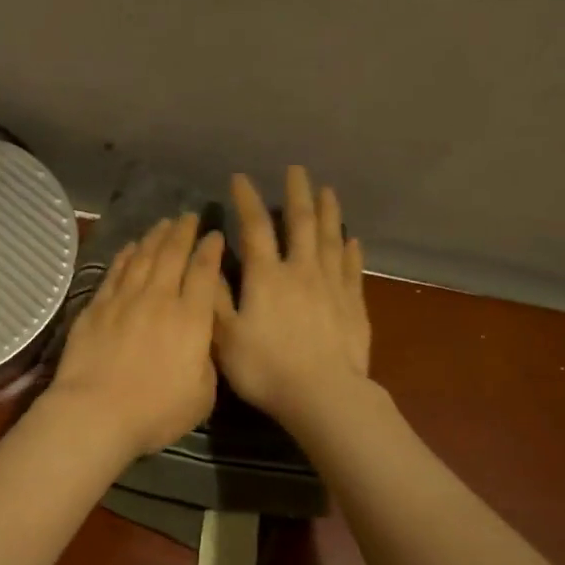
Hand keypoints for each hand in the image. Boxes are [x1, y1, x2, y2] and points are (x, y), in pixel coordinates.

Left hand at [45, 214, 226, 459]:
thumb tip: (205, 338)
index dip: (211, 250)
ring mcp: (124, 300)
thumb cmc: (156, 412)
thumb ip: (208, 360)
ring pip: (143, 257)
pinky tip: (130, 247)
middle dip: (183, 232)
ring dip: (155, 237)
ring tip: (163, 223)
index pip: (204, 272)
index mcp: (191, 319)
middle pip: (172, 255)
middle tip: (189, 216)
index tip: (215, 235)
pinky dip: (125, 256)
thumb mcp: (203, 394)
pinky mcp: (96, 308)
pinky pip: (115, 272)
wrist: (96, 413)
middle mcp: (159, 299)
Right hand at [214, 166, 371, 429]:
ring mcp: (331, 285)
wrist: (323, 395)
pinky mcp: (353, 304)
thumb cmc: (266, 368)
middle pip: (301, 223)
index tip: (241, 178)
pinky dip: (351, 250)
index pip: (255, 228)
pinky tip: (353, 240)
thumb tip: (211, 259)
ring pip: (331, 239)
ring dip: (329, 212)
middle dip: (297, 194)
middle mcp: (301, 270)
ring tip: (328, 191)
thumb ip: (217, 297)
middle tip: (297, 170)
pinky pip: (352, 268)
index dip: (247, 201)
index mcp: (266, 276)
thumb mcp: (225, 337)